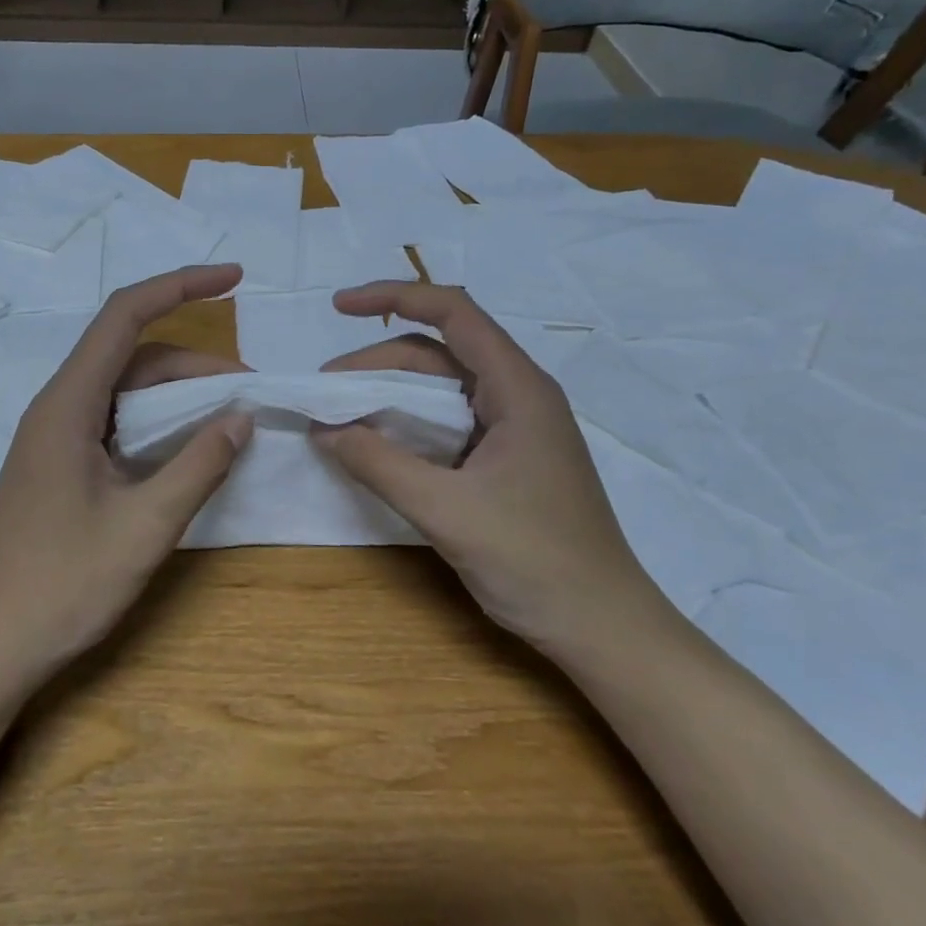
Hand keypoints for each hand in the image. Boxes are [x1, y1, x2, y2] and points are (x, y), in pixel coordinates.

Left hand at [0, 265, 251, 690]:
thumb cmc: (60, 586)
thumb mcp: (143, 526)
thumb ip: (198, 466)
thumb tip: (241, 417)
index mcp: (68, 404)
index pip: (125, 316)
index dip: (181, 286)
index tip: (234, 279)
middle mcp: (57, 408)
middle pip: (131, 356)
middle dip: (195, 362)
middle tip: (250, 392)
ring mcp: (54, 439)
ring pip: (124, 392)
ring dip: (177, 396)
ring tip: (228, 421)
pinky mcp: (57, 468)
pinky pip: (114, 424)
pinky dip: (156, 425)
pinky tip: (185, 452)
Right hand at [313, 282, 670, 656]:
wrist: (603, 629)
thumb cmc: (534, 562)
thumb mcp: (446, 510)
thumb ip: (379, 464)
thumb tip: (322, 430)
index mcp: (517, 389)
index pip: (453, 313)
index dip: (393, 297)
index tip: (340, 306)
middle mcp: (517, 395)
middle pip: (437, 354)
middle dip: (375, 363)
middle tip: (324, 393)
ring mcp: (513, 428)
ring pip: (439, 389)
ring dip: (387, 395)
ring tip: (339, 418)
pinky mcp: (505, 458)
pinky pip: (447, 423)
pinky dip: (406, 424)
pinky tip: (376, 445)